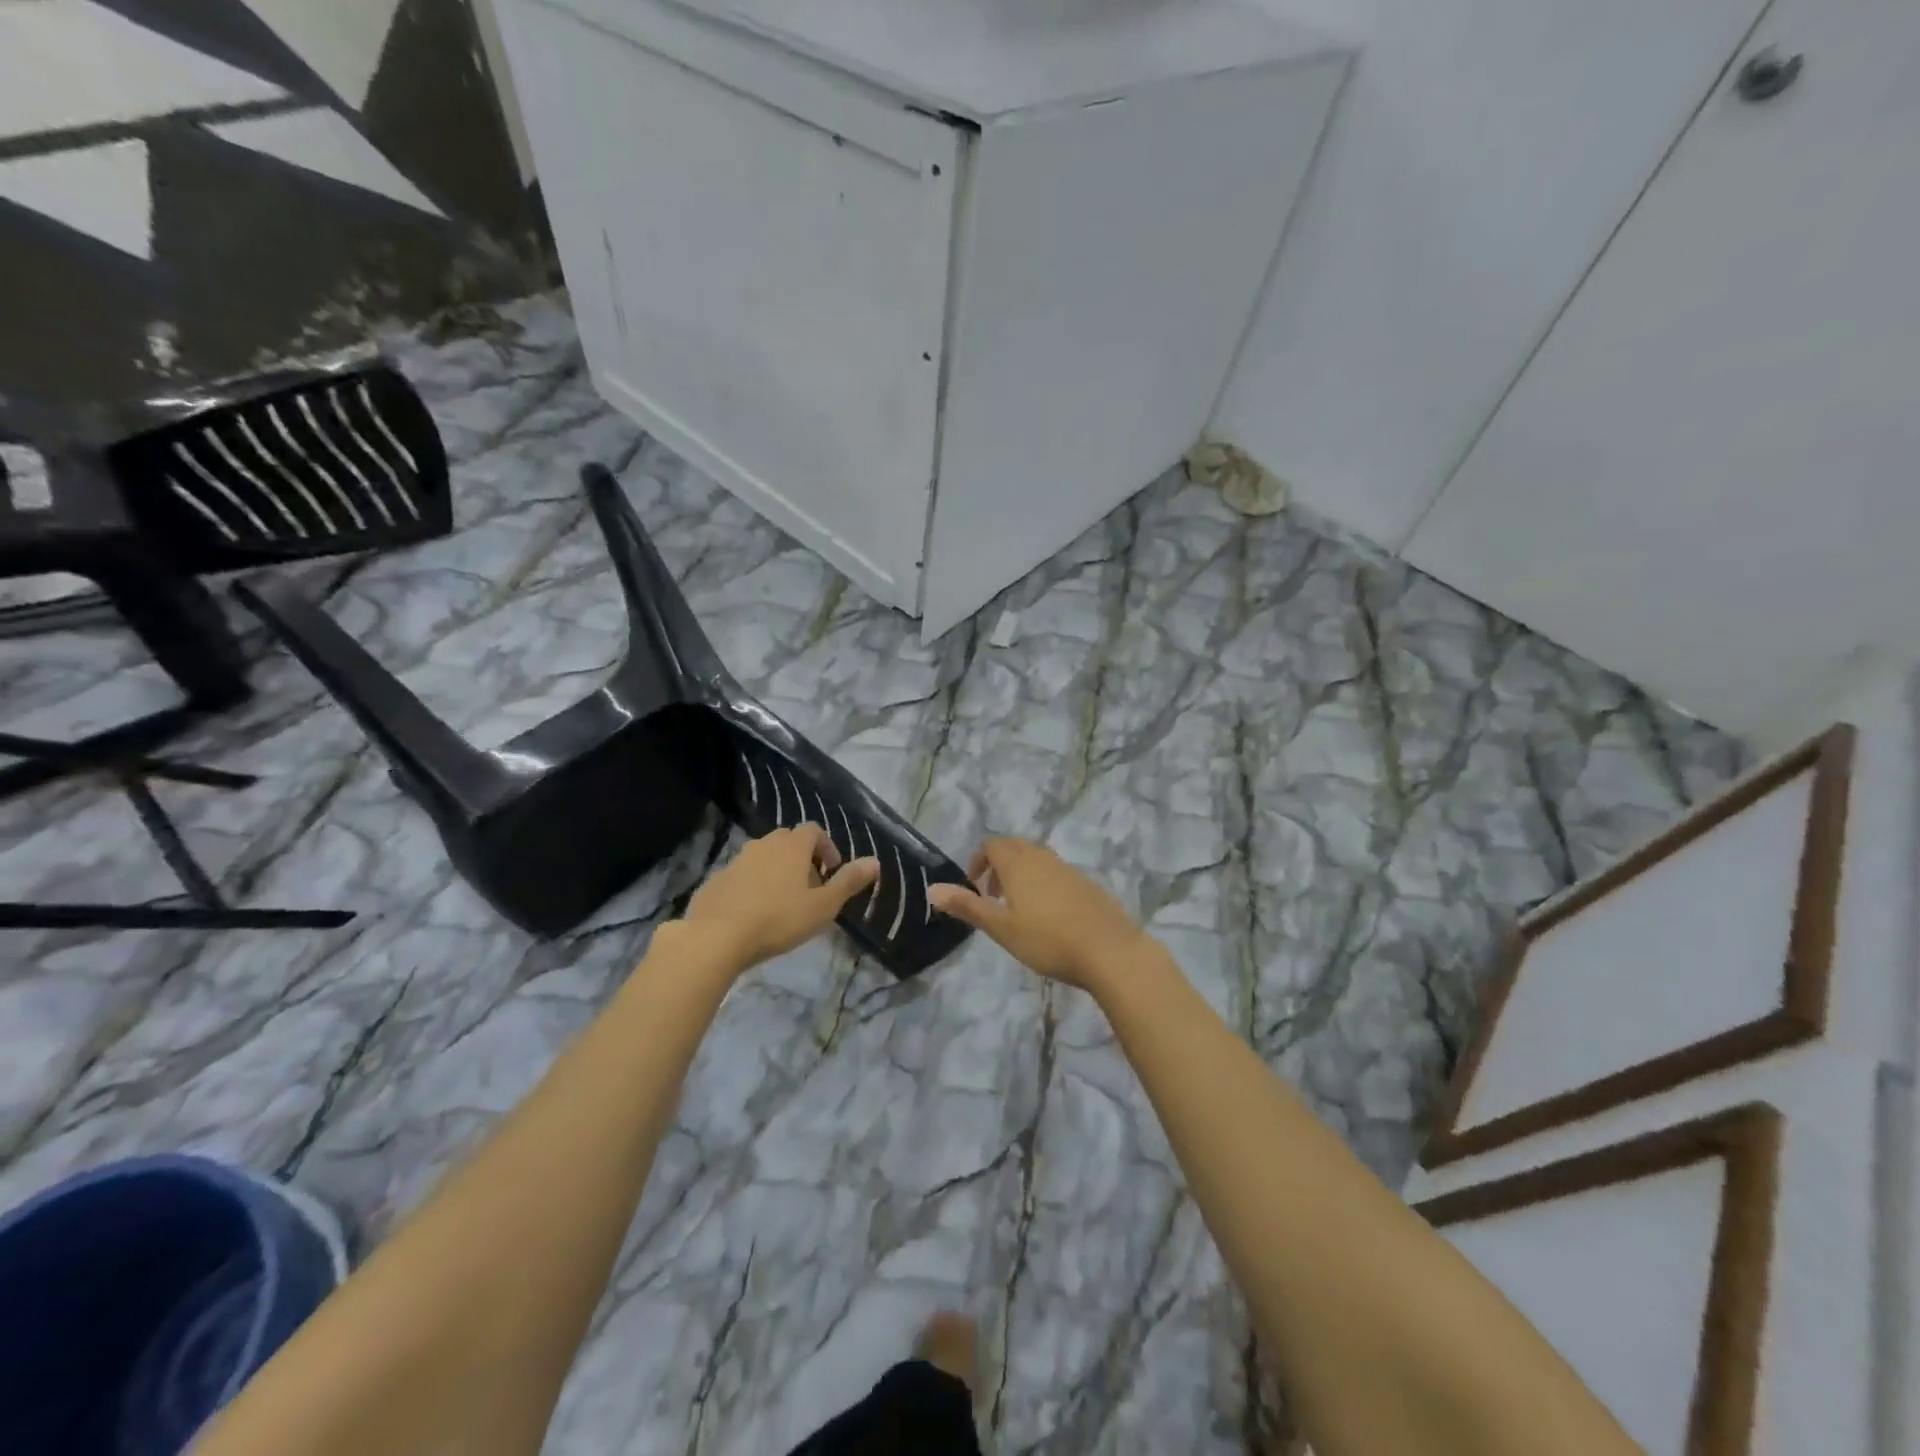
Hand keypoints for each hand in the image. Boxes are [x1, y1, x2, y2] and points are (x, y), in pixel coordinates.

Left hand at [682, 825, 878, 971]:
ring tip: (783, 902)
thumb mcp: (823, 906)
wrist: (716, 936)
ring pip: (764, 857)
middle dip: (803, 858)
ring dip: (777, 871)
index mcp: (792, 846)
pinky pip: (743, 875)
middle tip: (810, 888)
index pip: (814, 830)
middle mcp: (764, 844)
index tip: (832, 872)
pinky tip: (755, 913)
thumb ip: (849, 882)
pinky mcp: (717, 879)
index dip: (827, 847)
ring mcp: (737, 860)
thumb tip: (874, 861)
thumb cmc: (779, 919)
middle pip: (788, 841)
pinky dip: (753, 886)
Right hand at [927, 837, 1154, 991]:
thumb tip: (932, 889)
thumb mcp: (1001, 927)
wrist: (1109, 950)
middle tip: (993, 897)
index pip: (992, 844)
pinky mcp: (1088, 884)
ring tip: (1019, 909)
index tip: (975, 887)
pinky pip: (1057, 873)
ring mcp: (1069, 869)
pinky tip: (1050, 917)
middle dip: (999, 865)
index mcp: (1018, 863)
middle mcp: (1043, 857)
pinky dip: (1044, 884)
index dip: (979, 861)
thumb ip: (967, 906)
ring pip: (1038, 859)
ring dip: (1022, 875)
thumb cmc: (1047, 939)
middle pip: (1015, 847)